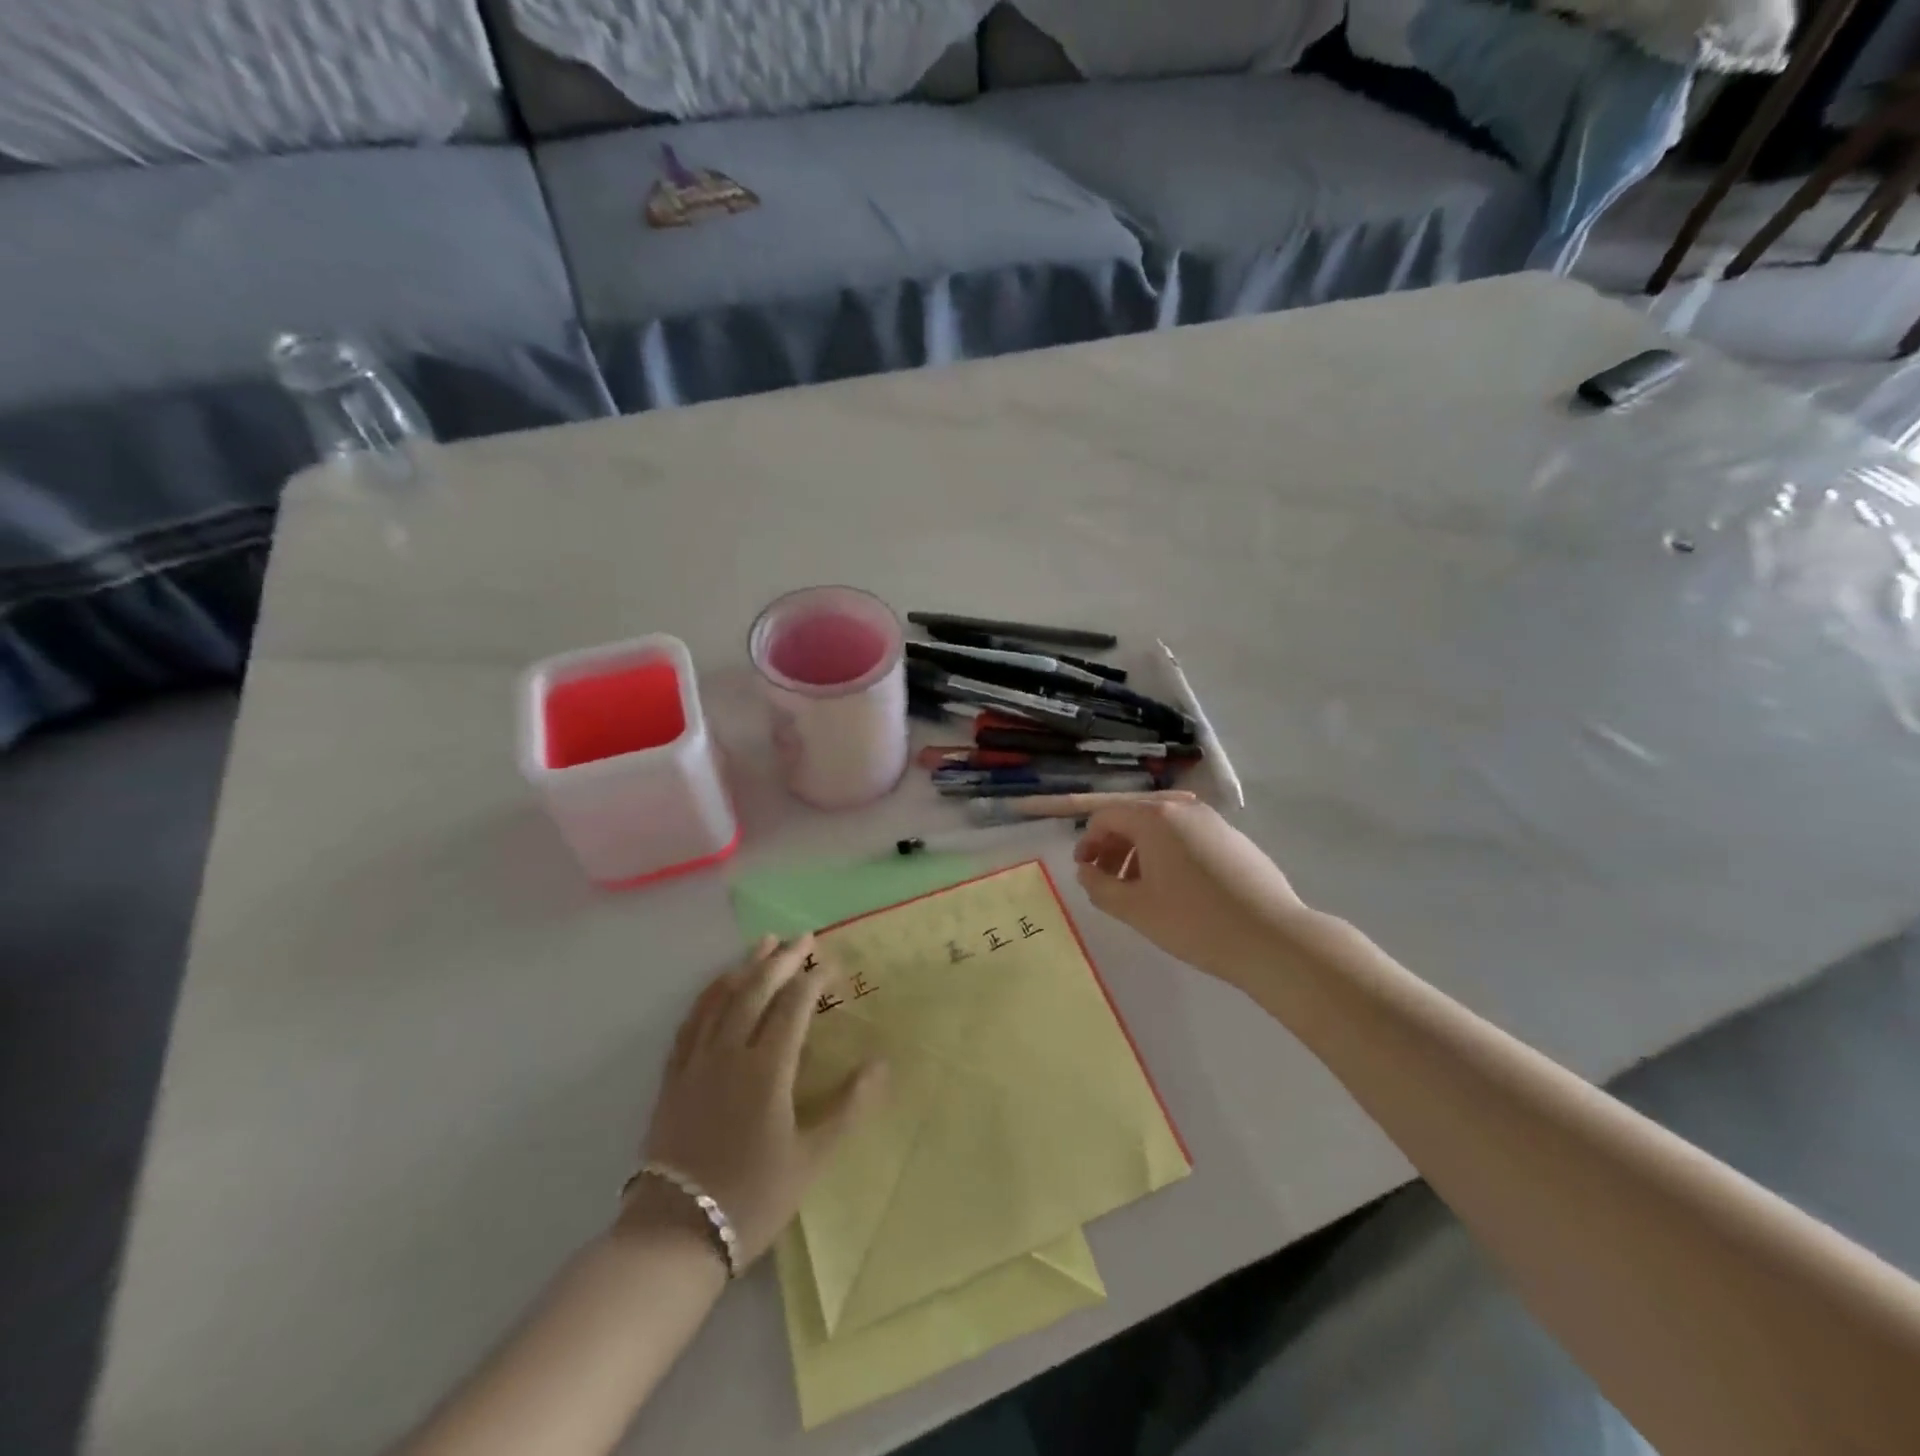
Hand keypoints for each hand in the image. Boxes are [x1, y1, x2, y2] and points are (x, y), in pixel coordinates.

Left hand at [629, 936, 887, 1267]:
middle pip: (756, 992)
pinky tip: (717, 986)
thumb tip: (881, 1064)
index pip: (793, 1008)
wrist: (675, 1235)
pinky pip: (691, 1023)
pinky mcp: (673, 1078)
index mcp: (766, 1069)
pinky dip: (707, 996)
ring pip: (722, 1000)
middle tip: (802, 937)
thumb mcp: (811, 1159)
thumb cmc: (751, 1197)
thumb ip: (848, 1107)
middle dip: (782, 961)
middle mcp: (730, 1053)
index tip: (831, 963)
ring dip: (745, 968)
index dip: (813, 980)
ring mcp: (697, 1063)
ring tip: (763, 944)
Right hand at [1074, 800, 1310, 986]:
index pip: (1107, 816)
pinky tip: (1178, 891)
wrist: (1272, 938)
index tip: (1085, 870)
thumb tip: (1086, 871)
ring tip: (1140, 889)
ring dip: (1141, 852)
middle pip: (1135, 817)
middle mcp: (1184, 809)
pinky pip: (1190, 838)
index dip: (1088, 841)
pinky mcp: (1236, 840)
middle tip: (1107, 880)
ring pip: (1164, 828)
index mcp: (1155, 818)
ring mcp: (1214, 822)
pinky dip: (1171, 855)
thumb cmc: (1193, 921)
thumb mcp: (1134, 909)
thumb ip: (1099, 886)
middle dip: (1114, 846)